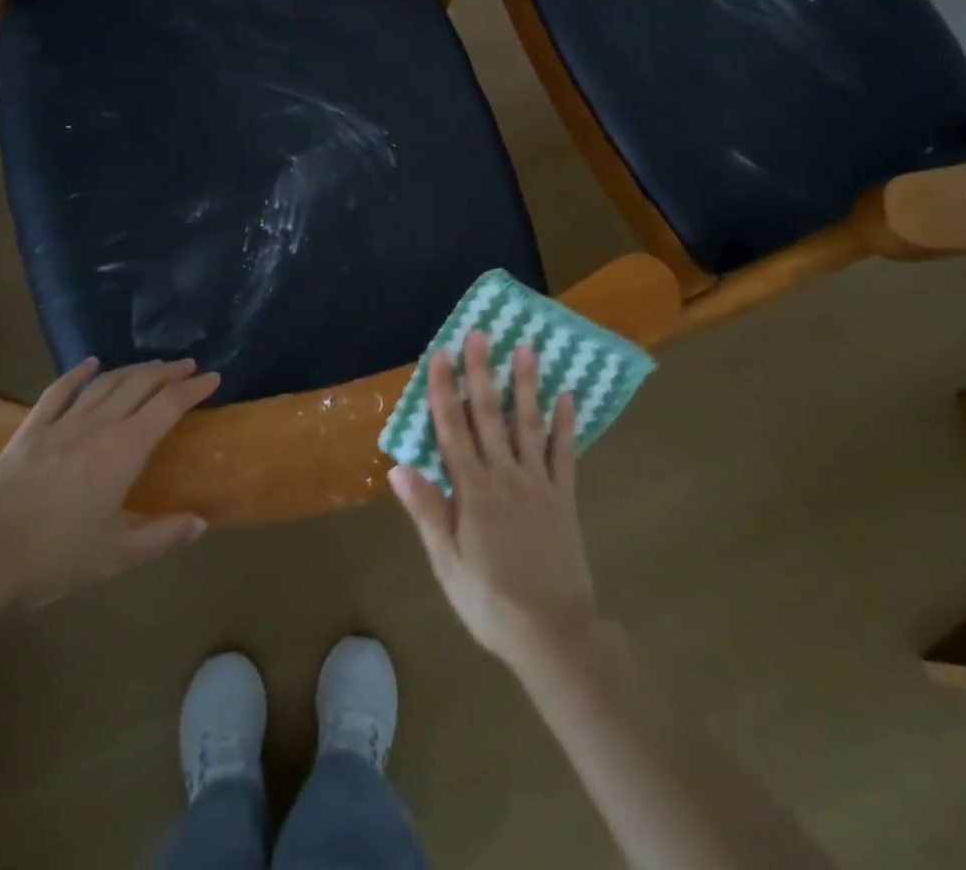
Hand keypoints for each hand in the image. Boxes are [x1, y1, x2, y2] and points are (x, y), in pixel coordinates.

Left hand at [0, 357, 218, 614]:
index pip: (168, 405)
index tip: (213, 377)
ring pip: (105, 383)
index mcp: (125, 449)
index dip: (193, 388)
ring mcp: (61, 424)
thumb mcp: (118, 555)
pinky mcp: (29, 431)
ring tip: (151, 366)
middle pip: (140, 383)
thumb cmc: (57, 559)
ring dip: (133, 369)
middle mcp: (98, 425)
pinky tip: (90, 364)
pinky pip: (57, 392)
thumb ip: (163, 535)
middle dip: (168, 371)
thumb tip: (201, 523)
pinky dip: (77, 374)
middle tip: (187, 366)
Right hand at [390, 331, 600, 665]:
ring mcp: (538, 482)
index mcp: (472, 491)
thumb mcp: (447, 564)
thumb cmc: (490, 602)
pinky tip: (567, 395)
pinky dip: (565, 423)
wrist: (552, 632)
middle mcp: (504, 475)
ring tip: (527, 348)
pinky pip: (564, 452)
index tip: (442, 353)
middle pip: (490, 415)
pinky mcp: (564, 496)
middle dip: (482, 372)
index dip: (445, 389)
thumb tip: (398, 466)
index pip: (453, 429)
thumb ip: (426, 511)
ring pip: (528, 423)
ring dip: (526, 384)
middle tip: (482, 333)